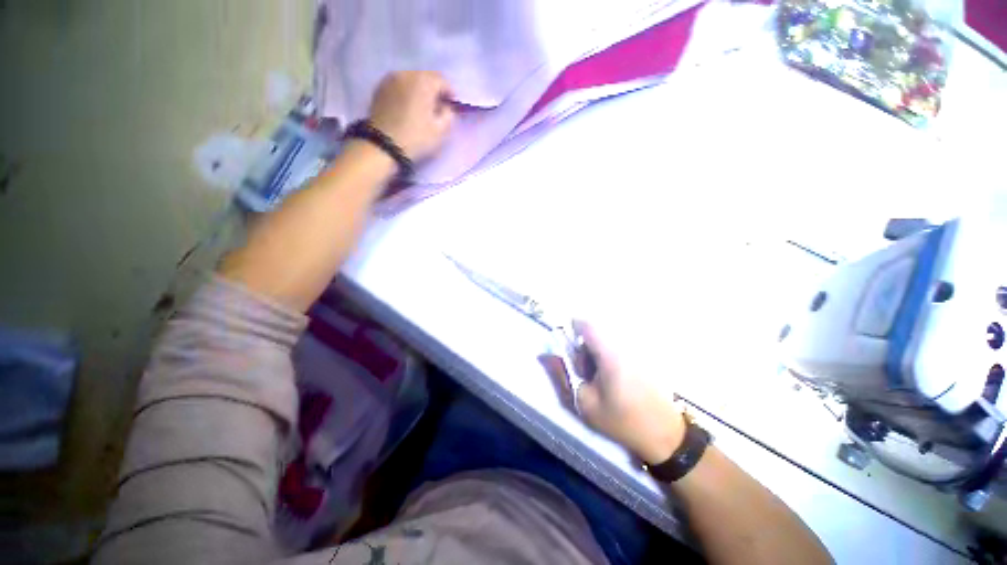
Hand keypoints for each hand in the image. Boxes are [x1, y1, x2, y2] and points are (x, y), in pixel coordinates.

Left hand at [368, 71, 455, 161]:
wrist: (383, 146)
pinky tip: (408, 106)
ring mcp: (391, 78)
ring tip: (422, 106)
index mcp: (424, 82)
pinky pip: (400, 84)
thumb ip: (449, 114)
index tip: (452, 107)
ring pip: (412, 78)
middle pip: (427, 76)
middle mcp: (407, 73)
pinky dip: (407, 91)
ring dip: (420, 89)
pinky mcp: (380, 87)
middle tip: (438, 107)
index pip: (443, 81)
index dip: (451, 94)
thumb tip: (446, 107)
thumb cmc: (416, 138)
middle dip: (435, 89)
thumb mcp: (441, 131)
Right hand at [542, 322, 686, 464]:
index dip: (571, 327)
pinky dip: (607, 358)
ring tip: (598, 379)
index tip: (566, 345)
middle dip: (583, 347)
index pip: (586, 324)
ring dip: (595, 354)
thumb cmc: (621, 420)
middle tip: (583, 373)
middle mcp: (623, 346)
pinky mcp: (641, 358)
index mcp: (609, 354)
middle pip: (595, 332)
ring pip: (605, 340)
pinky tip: (612, 380)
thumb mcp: (585, 402)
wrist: (664, 435)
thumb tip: (544, 354)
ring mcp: (635, 351)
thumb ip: (562, 375)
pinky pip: (617, 348)